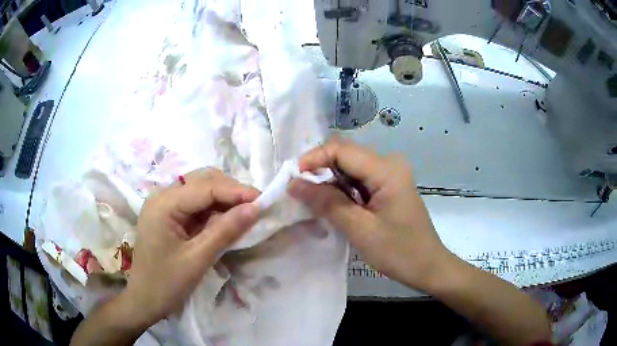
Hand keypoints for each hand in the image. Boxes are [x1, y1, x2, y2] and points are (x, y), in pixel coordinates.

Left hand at [122, 168, 259, 327]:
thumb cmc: (167, 284)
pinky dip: (213, 208)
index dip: (236, 191)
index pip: (206, 186)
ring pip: (200, 188)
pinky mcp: (168, 214)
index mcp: (163, 204)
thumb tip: (256, 208)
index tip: (264, 201)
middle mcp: (162, 196)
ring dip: (223, 198)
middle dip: (230, 191)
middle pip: (202, 180)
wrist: (144, 299)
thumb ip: (225, 231)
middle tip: (255, 208)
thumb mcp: (198, 259)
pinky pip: (195, 202)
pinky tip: (225, 219)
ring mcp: (164, 204)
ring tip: (244, 213)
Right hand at [288, 138, 449, 290]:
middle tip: (300, 194)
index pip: (341, 149)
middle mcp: (389, 163)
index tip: (293, 179)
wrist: (428, 266)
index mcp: (386, 169)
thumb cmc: (398, 251)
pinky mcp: (388, 186)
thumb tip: (294, 183)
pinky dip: (342, 190)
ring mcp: (390, 174)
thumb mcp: (360, 229)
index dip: (314, 159)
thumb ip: (327, 203)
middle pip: (345, 155)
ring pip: (350, 167)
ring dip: (329, 182)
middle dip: (319, 171)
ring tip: (314, 203)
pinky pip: (358, 179)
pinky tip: (334, 206)